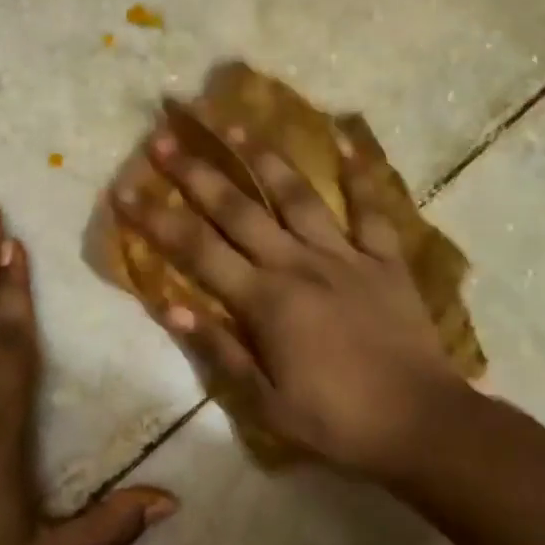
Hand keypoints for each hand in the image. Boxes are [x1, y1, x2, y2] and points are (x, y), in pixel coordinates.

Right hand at [113, 129, 473, 480]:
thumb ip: (219, 350)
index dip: (156, 219)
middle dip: (196, 172)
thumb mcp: (266, 402)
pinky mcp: (384, 258)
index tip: (124, 190)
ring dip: (262, 157)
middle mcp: (298, 264)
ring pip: (296, 195)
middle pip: (238, 210)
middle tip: (165, 138)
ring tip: (234, 122)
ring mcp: (344, 255)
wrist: (420, 423)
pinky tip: (345, 138)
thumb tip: (170, 305)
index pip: (197, 251)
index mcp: (265, 301)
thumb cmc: (336, 420)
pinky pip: (371, 208)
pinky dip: (360, 173)